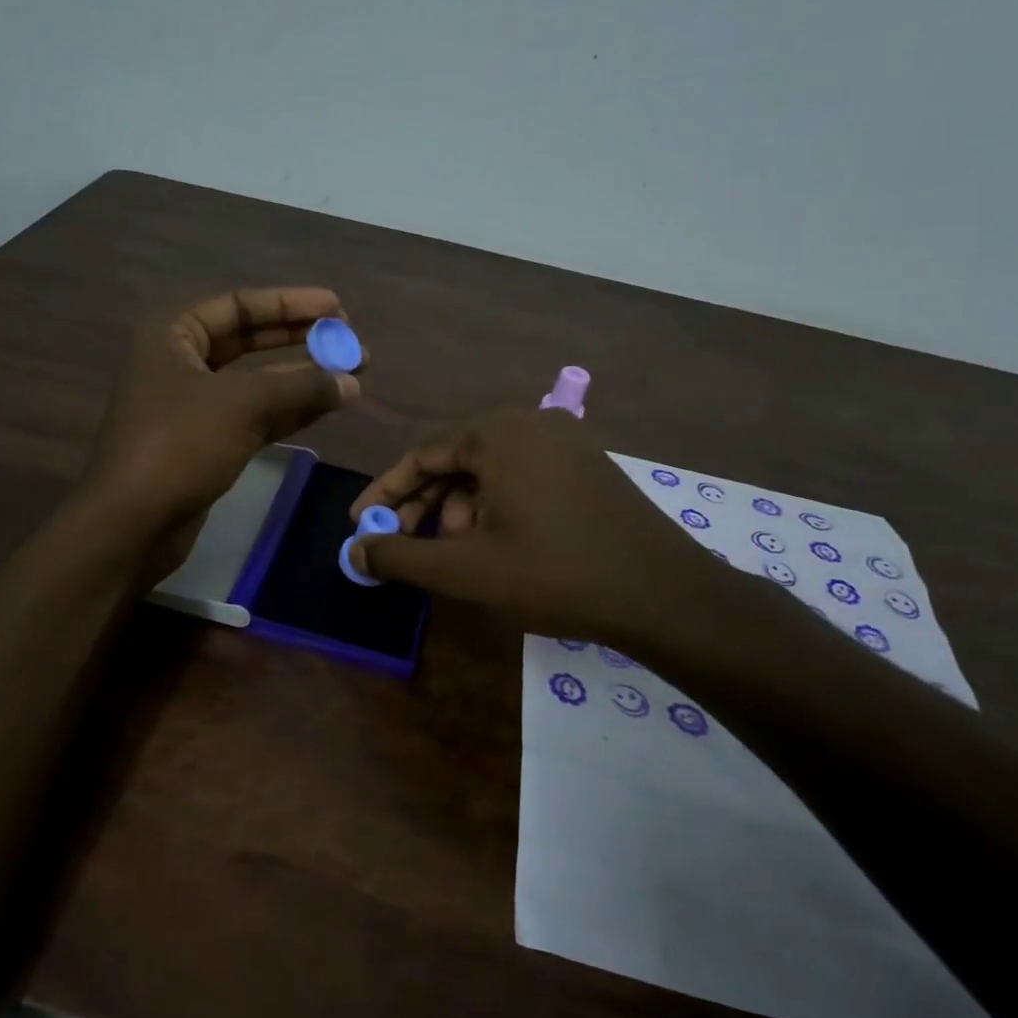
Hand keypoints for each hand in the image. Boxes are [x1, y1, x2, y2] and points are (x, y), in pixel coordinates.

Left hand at [83, 287, 359, 571]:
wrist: (133, 523)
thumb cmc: (179, 446)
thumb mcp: (242, 404)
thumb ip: (300, 386)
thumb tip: (352, 380)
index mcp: (172, 334)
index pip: (239, 305)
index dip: (291, 304)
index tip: (337, 308)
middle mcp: (180, 362)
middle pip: (249, 341)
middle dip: (300, 341)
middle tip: (348, 341)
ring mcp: (193, 406)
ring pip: (255, 383)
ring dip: (301, 379)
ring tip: (351, 375)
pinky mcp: (206, 444)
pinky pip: (254, 417)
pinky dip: (289, 412)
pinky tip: (326, 407)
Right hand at [348, 408, 748, 657]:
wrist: (662, 595)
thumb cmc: (554, 573)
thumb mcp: (465, 568)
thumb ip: (401, 555)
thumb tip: (355, 549)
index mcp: (498, 432)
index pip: (421, 456)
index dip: (385, 494)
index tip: (360, 525)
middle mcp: (530, 423)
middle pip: (455, 462)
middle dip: (425, 508)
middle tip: (405, 548)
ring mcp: (565, 442)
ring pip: (489, 473)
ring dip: (460, 513)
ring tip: (456, 557)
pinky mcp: (586, 466)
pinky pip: (522, 479)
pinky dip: (496, 509)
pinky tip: (494, 547)